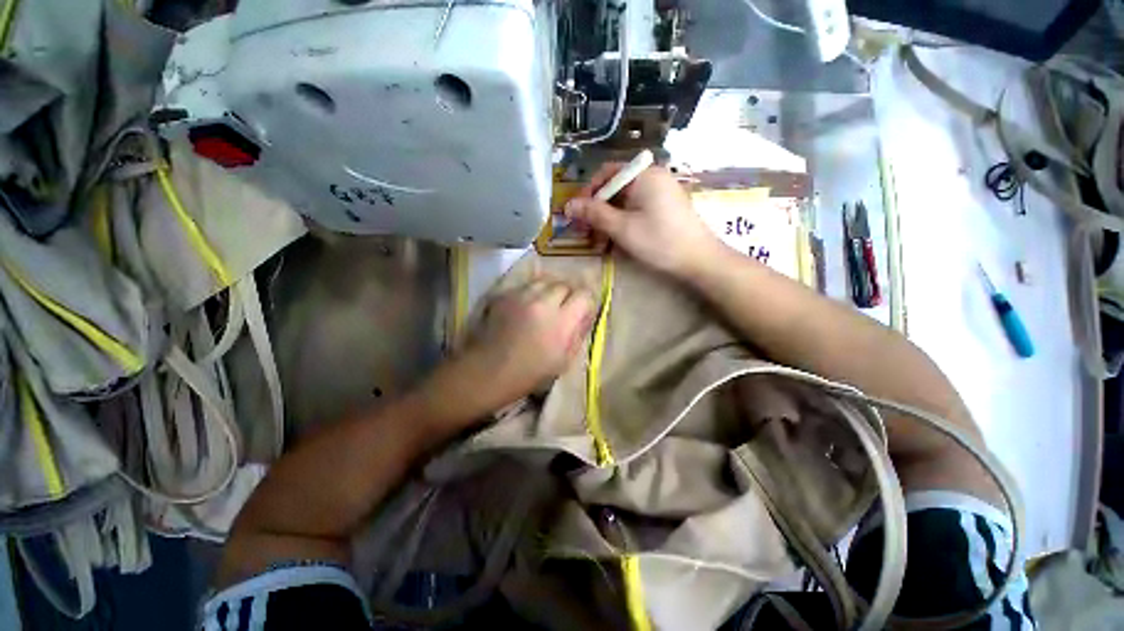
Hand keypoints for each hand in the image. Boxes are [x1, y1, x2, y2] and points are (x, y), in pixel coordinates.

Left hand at [455, 279, 594, 409]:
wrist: (487, 371)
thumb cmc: (529, 374)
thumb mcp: (563, 361)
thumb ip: (578, 334)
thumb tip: (585, 316)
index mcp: (561, 322)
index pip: (584, 295)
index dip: (585, 302)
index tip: (581, 310)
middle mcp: (543, 302)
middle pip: (564, 285)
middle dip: (568, 295)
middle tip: (563, 308)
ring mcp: (521, 296)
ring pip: (544, 281)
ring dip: (549, 291)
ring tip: (545, 304)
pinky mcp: (505, 294)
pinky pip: (525, 286)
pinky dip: (531, 293)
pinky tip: (526, 306)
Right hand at [564, 164, 718, 277]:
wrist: (698, 260)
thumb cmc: (658, 241)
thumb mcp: (621, 227)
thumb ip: (594, 213)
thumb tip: (568, 205)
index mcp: (643, 174)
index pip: (606, 173)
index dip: (588, 193)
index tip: (577, 215)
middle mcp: (652, 177)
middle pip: (614, 189)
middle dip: (597, 213)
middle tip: (586, 235)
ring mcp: (660, 193)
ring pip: (624, 203)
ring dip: (608, 223)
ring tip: (599, 245)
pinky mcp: (664, 208)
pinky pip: (636, 211)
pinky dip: (623, 224)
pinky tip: (616, 243)